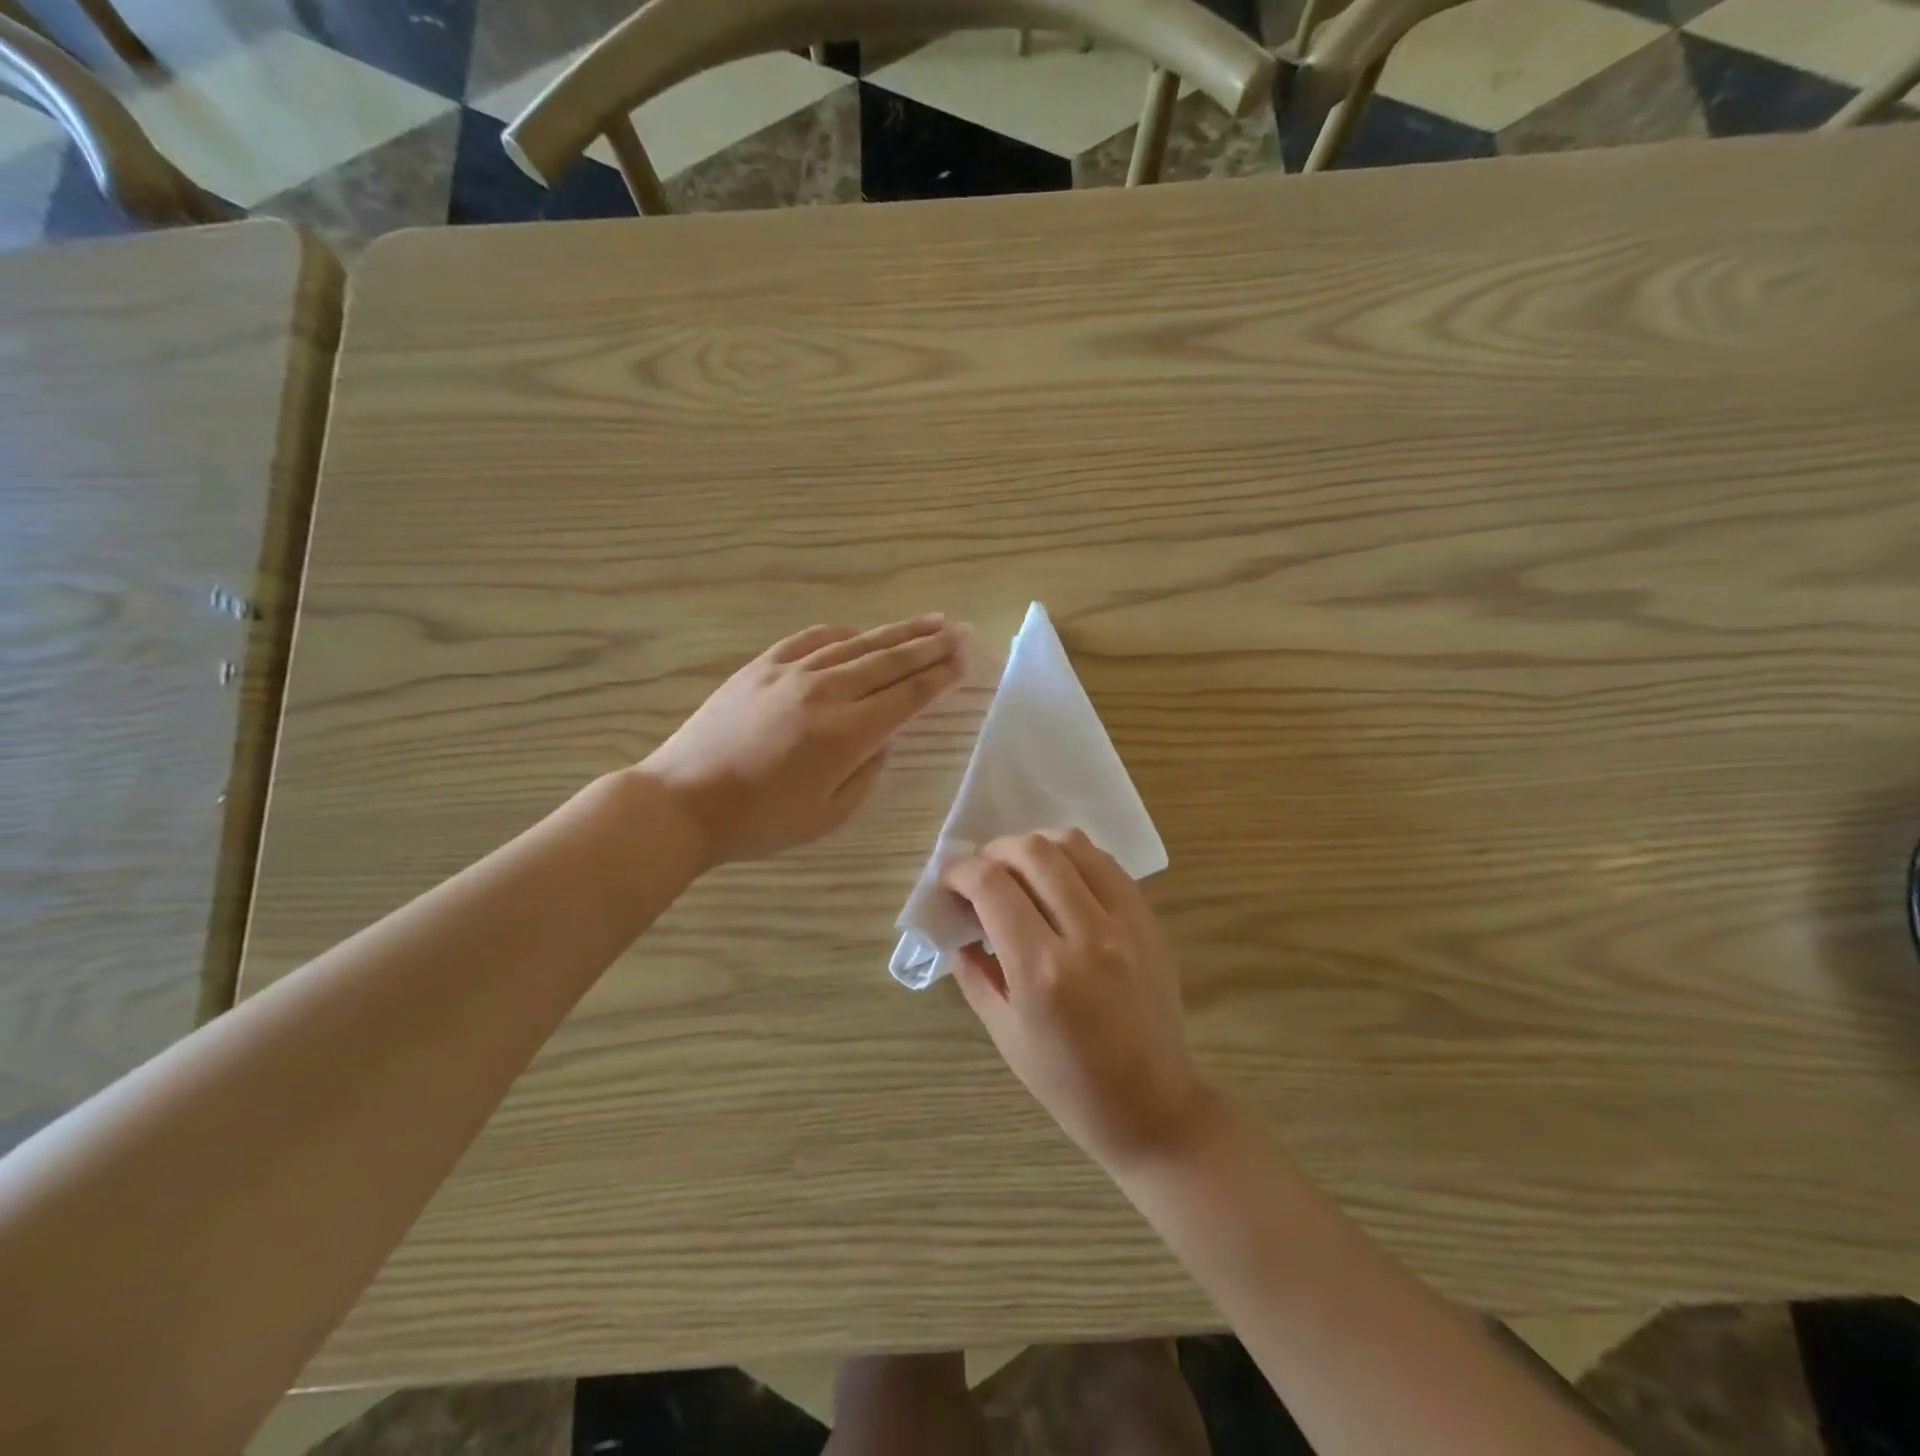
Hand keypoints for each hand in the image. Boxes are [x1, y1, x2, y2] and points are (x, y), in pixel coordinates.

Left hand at [643, 615, 966, 865]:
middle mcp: (825, 691)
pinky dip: (844, 633)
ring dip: (897, 633)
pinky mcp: (762, 666)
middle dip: (931, 646)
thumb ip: (868, 771)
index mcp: (847, 733)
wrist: (684, 801)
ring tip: (930, 622)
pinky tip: (861, 631)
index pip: (908, 695)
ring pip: (857, 644)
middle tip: (962, 631)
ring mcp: (791, 672)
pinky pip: (812, 639)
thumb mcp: (830, 815)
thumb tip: (882, 736)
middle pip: (890, 661)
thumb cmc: (761, 821)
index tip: (966, 658)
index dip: (942, 676)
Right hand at [945, 831, 1209, 1168]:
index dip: (961, 872)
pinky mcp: (1148, 921)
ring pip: (1074, 845)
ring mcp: (1125, 923)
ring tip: (1019, 868)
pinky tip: (1060, 878)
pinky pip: (1107, 864)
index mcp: (1042, 971)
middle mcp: (1086, 935)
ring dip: (1036, 845)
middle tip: (981, 871)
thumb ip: (975, 972)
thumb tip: (957, 926)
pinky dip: (1074, 858)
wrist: (1153, 1105)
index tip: (950, 881)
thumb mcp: (1005, 1033)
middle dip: (995, 850)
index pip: (993, 886)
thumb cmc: (1069, 1083)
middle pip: (1034, 852)